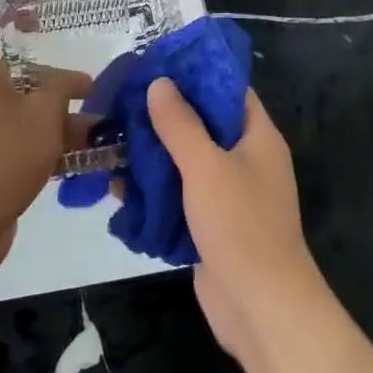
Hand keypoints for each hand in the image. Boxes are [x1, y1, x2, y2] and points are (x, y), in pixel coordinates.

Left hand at [0, 10, 91, 279]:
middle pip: (10, 74)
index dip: (7, 14)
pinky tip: (78, 158)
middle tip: (85, 85)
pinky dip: (43, 144)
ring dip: (53, 117)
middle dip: (50, 80)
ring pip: (18, 112)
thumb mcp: (43, 114)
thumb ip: (61, 89)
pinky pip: (16, 142)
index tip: (38, 17)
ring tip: (94, 126)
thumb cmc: (1, 153)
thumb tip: (75, 79)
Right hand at [144, 79, 328, 363]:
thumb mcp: (206, 165)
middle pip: (203, 125)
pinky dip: (154, 190)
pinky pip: (180, 197)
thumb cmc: (241, 225)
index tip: (157, 64)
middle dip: (164, 115)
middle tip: (123, 101)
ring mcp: (229, 195)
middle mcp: (246, 160)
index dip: (196, 74)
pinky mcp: (211, 225)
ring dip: (153, 154)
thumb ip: (181, 123)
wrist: (261, 308)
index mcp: (258, 137)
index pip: (229, 90)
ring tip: (111, 139)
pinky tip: (118, 185)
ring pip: (187, 162)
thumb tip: (160, 83)